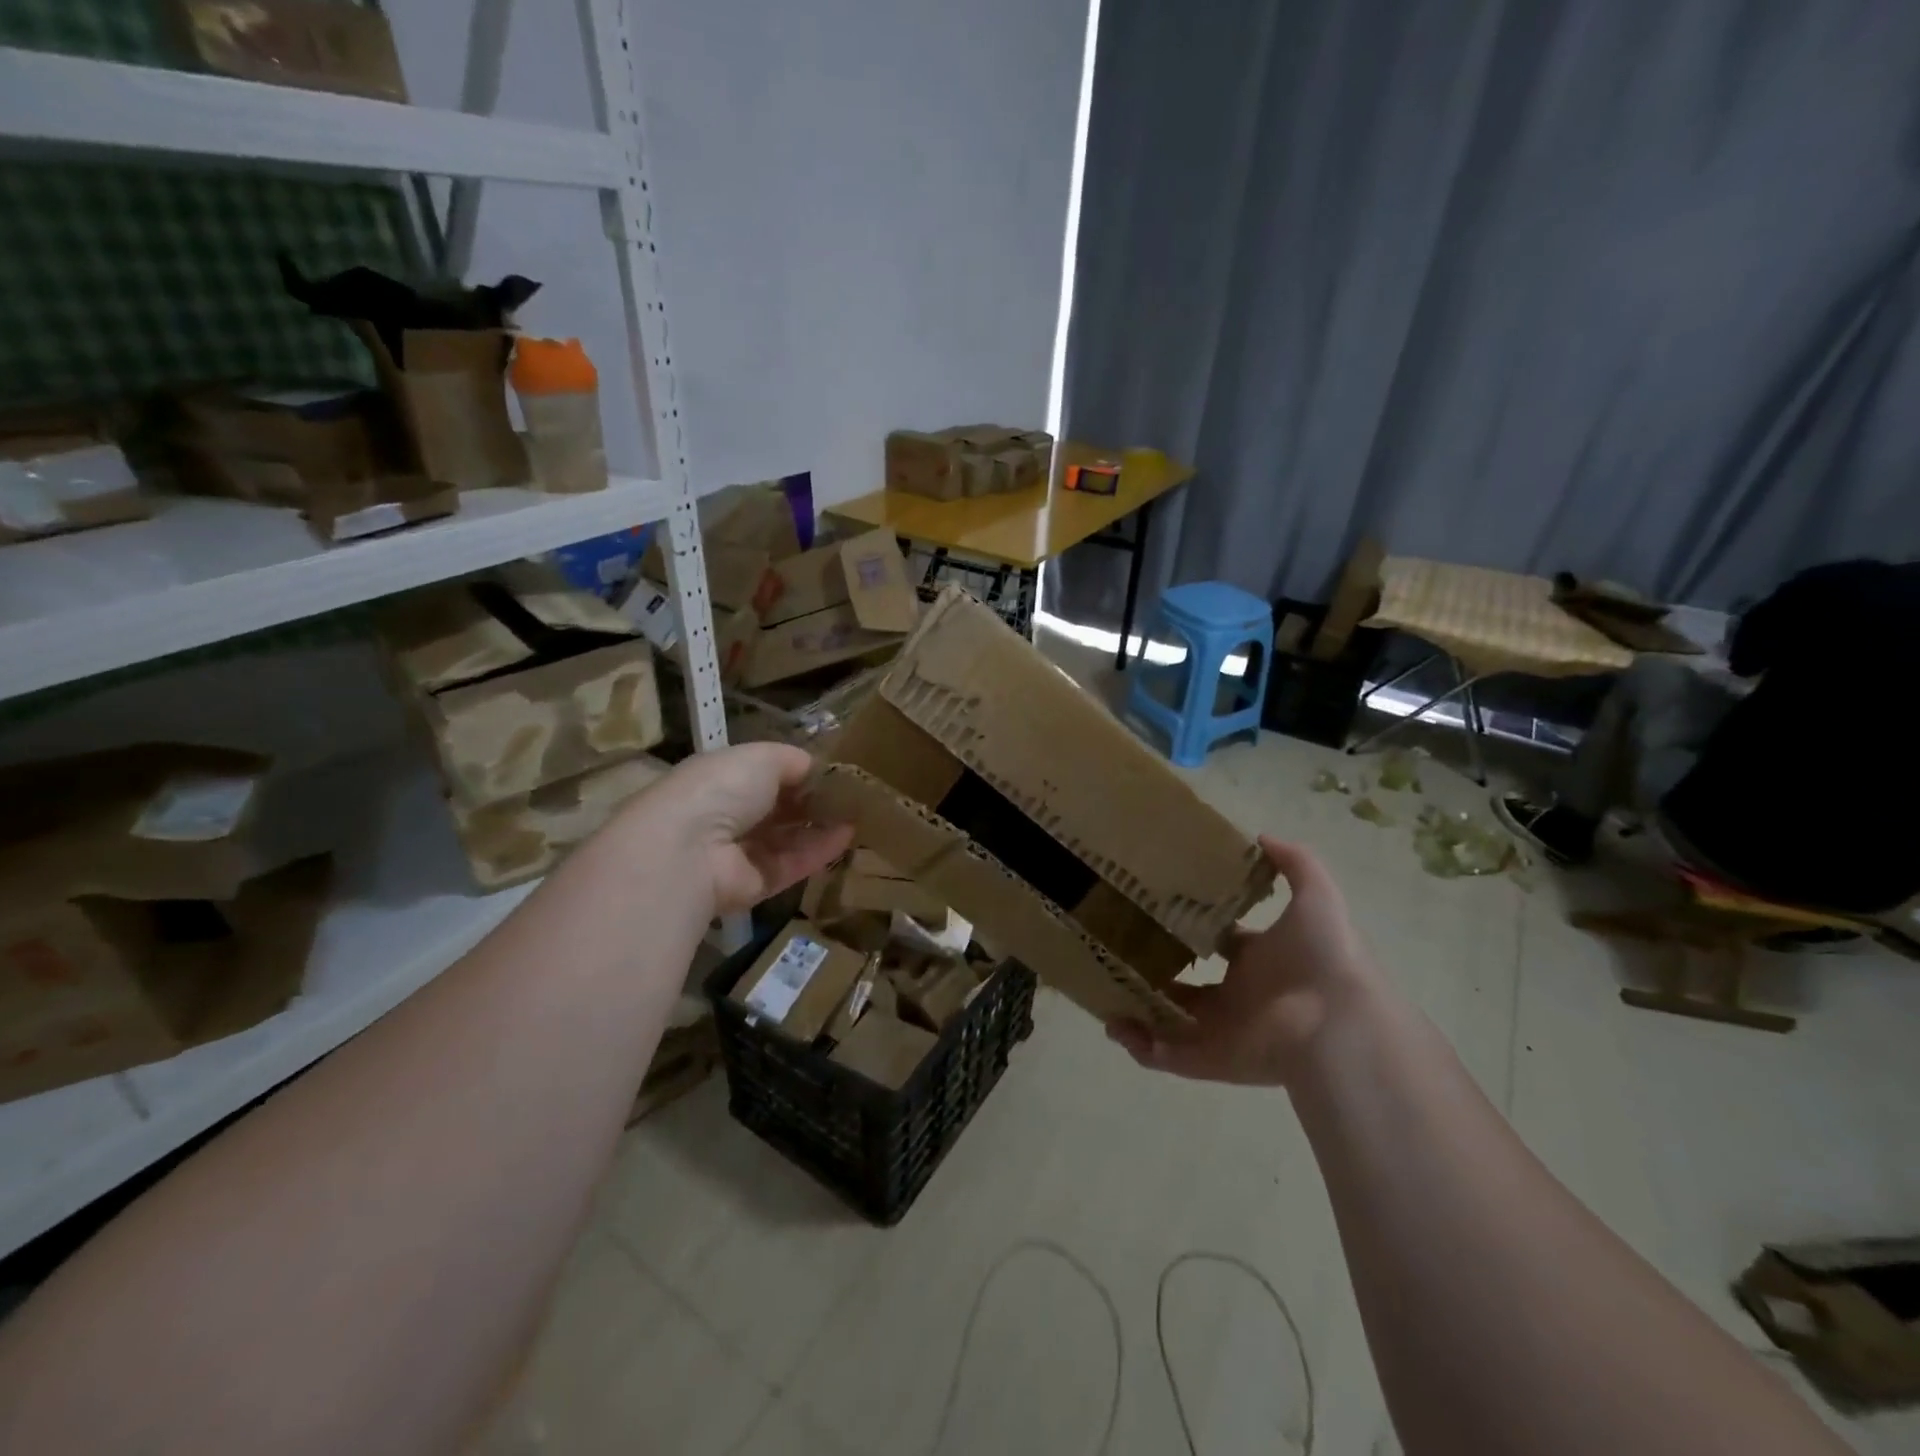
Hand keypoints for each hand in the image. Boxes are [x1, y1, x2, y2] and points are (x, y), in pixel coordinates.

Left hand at [635, 743, 852, 915]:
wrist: (691, 850)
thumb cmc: (723, 789)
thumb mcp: (762, 757)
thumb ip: (792, 761)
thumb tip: (814, 768)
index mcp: (720, 780)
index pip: (763, 776)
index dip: (796, 774)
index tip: (831, 771)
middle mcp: (726, 817)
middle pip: (777, 810)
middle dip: (811, 802)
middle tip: (852, 794)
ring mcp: (739, 854)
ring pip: (787, 839)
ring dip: (820, 826)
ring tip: (858, 814)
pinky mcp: (753, 886)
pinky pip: (791, 865)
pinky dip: (818, 851)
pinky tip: (847, 836)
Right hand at [1107, 837, 1380, 1086]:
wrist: (1337, 1024)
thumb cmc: (1323, 955)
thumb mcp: (1316, 895)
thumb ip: (1293, 862)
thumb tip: (1259, 836)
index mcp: (1259, 960)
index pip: (1220, 944)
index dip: (1192, 929)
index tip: (1156, 911)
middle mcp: (1238, 995)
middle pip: (1188, 984)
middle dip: (1157, 969)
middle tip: (1120, 948)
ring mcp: (1221, 1030)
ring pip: (1169, 1020)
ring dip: (1138, 1008)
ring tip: (1104, 988)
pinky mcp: (1209, 1060)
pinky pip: (1164, 1056)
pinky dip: (1137, 1045)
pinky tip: (1114, 1023)